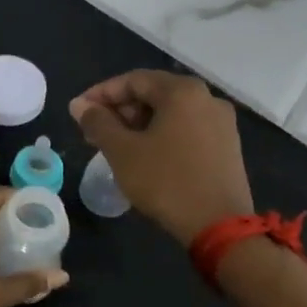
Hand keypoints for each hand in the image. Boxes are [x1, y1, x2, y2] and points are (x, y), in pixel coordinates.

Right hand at [69, 71, 253, 244]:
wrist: (219, 225)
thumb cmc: (166, 181)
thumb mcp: (123, 151)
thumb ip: (98, 122)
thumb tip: (78, 105)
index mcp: (182, 91)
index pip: (132, 80)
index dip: (100, 94)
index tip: (78, 112)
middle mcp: (206, 98)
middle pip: (153, 94)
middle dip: (120, 111)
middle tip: (94, 132)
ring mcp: (221, 123)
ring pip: (170, 113)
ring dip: (139, 125)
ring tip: (115, 147)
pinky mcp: (227, 146)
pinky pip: (186, 129)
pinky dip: (161, 136)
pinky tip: (145, 156)